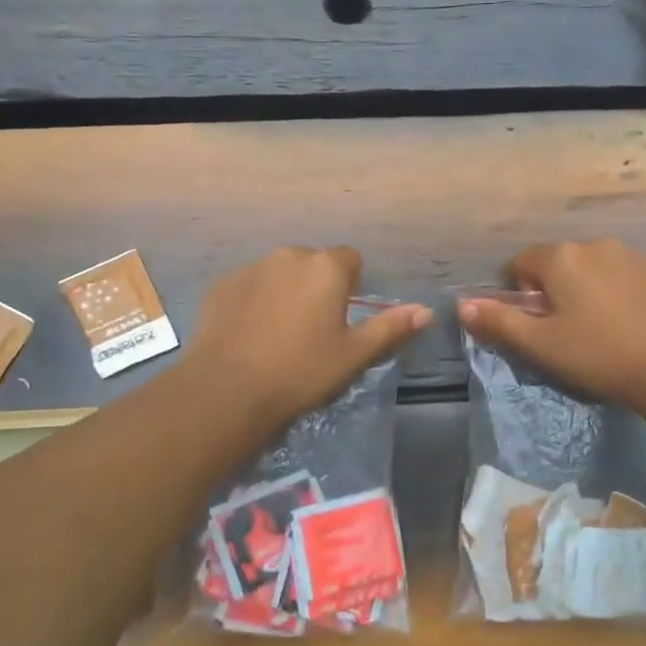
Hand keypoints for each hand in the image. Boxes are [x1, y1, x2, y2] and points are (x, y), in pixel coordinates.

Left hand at [184, 247, 430, 428]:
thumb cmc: (302, 371)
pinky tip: (249, 336)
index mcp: (325, 267)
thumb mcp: (354, 355)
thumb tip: (425, 311)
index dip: (351, 288)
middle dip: (316, 288)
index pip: (350, 260)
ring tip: (278, 336)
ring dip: (284, 293)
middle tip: (313, 331)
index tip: (343, 320)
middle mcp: (288, 255)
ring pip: (279, 274)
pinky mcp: (221, 285)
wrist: (228, 390)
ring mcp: (250, 268)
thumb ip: (390, 328)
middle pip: (312, 264)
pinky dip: (253, 302)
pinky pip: (248, 287)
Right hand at [457, 239, 645, 409]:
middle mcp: (592, 243)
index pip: (520, 265)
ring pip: (589, 267)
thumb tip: (462, 305)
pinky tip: (625, 322)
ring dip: (583, 289)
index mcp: (560, 257)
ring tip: (598, 328)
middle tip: (566, 331)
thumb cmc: (597, 354)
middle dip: (553, 291)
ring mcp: (628, 253)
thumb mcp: (540, 344)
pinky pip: (618, 274)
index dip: (522, 296)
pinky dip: (613, 291)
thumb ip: (499, 321)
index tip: (539, 326)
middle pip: (556, 263)